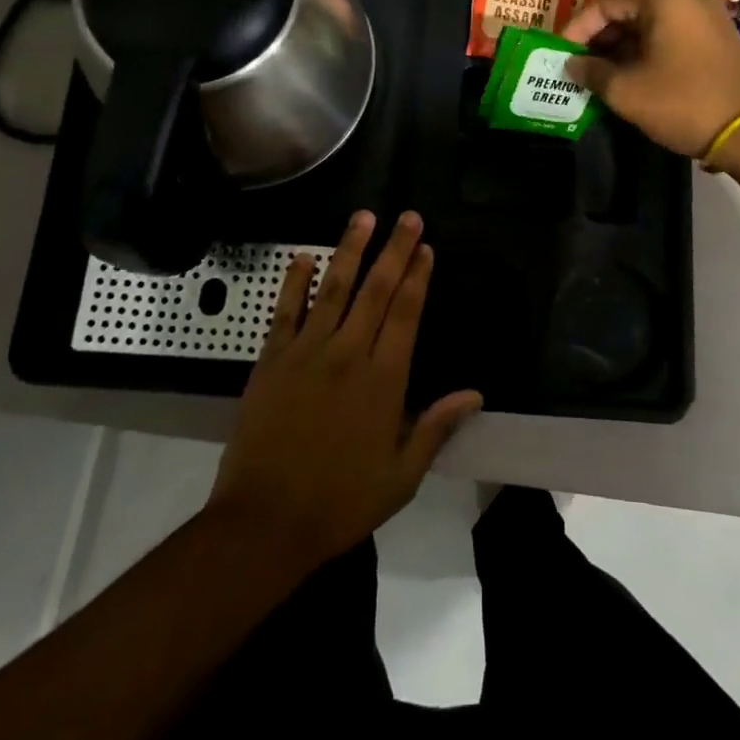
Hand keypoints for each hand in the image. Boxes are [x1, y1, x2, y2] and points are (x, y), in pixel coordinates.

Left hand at [207, 210, 483, 569]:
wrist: (264, 524)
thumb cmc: (339, 503)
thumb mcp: (400, 477)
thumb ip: (436, 428)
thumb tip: (475, 394)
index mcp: (383, 380)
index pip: (406, 313)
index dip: (417, 276)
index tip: (426, 246)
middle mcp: (348, 354)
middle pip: (376, 290)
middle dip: (394, 249)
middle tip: (407, 216)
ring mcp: (307, 352)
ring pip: (333, 288)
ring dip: (350, 250)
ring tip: (363, 217)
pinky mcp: (272, 359)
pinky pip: (285, 310)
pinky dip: (294, 282)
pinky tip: (303, 257)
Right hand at [562, 0, 739, 158]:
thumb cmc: (683, 103)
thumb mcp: (626, 91)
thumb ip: (591, 72)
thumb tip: (572, 65)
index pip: (603, 3)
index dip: (576, 29)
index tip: (560, 54)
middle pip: (627, 10)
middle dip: (598, 38)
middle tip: (577, 65)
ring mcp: (706, 17)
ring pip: (649, 24)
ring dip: (621, 47)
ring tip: (600, 74)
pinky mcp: (717, 38)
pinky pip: (670, 35)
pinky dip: (646, 51)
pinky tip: (631, 76)